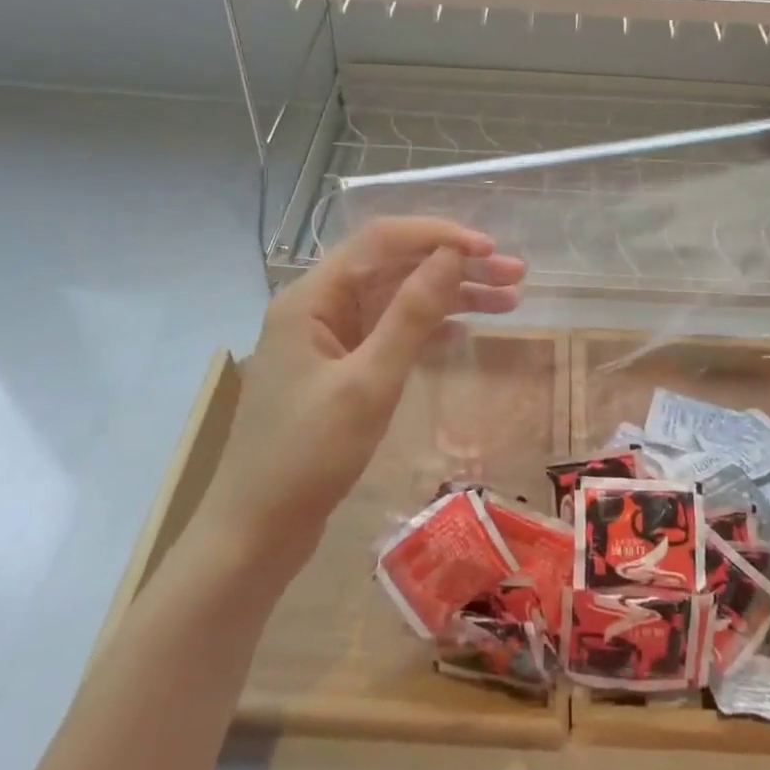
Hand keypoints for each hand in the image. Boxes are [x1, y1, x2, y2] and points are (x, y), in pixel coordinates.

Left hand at [194, 218, 524, 572]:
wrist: (254, 534)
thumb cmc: (307, 457)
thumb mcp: (369, 383)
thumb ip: (412, 314)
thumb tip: (452, 255)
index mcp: (312, 297)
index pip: (381, 240)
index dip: (439, 236)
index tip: (490, 250)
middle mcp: (318, 305)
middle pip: (393, 266)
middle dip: (454, 266)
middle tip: (515, 275)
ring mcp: (328, 337)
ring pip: (396, 298)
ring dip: (449, 296)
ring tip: (509, 301)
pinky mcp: (339, 367)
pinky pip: (389, 331)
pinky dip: (428, 327)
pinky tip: (466, 330)